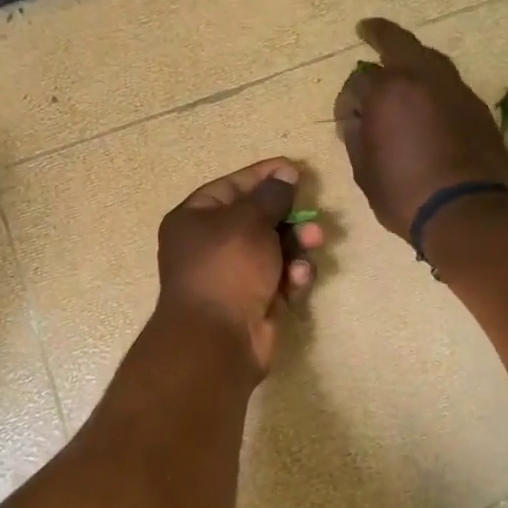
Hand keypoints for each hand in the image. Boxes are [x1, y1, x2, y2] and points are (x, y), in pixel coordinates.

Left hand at [157, 158, 323, 375]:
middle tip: (311, 217)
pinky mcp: (254, 300)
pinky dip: (292, 276)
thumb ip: (272, 195)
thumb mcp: (249, 221)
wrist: (218, 339)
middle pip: (257, 219)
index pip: (233, 186)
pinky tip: (298, 280)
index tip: (295, 169)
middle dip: (289, 217)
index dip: (264, 176)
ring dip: (297, 246)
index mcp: (195, 218)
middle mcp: (210, 245)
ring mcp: (233, 275)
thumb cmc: (227, 267)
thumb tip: (285, 173)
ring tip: (313, 244)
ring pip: (274, 249)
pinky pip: (280, 278)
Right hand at [333, 18, 507, 239]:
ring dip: (411, 58)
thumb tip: (357, 118)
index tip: (345, 121)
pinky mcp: (477, 107)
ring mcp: (455, 90)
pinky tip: (426, 102)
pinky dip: (432, 85)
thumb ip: (356, 135)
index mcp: (388, 91)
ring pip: (429, 59)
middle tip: (367, 29)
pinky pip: (448, 84)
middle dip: (379, 34)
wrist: (467, 213)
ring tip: (400, 66)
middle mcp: (423, 79)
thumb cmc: (405, 195)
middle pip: (398, 43)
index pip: (358, 83)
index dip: (346, 102)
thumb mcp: (364, 170)